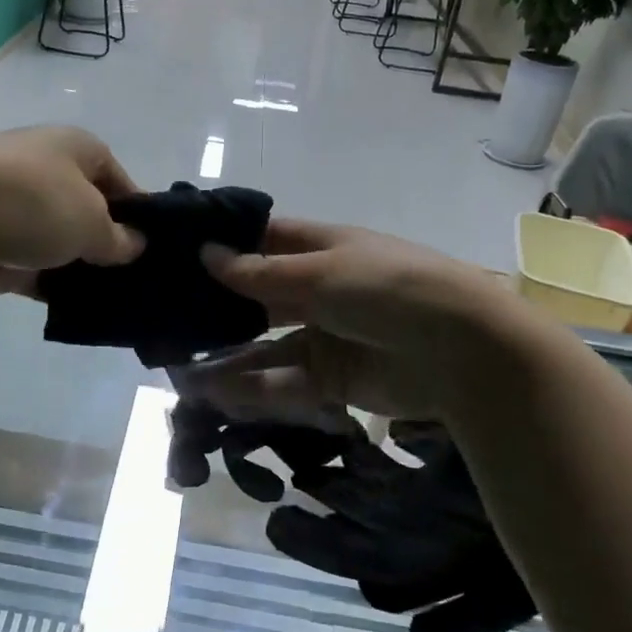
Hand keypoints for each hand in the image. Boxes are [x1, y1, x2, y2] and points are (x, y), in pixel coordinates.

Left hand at [0, 127, 144, 302]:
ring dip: (86, 273)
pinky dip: (57, 291)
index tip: (160, 251)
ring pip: (64, 249)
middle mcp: (48, 178)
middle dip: (113, 248)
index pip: (120, 182)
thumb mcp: (90, 219)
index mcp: (76, 151)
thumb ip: (117, 238)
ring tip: (125, 306)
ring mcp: (19, 218)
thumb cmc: (28, 200)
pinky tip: (87, 314)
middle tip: (147, 285)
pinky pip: (38, 275)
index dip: (141, 215)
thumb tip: (135, 245)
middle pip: (90, 216)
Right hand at [187, 220, 530, 422]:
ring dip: (227, 356)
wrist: (464, 352)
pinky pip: (283, 380)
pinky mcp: (332, 379)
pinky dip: (250, 387)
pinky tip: (213, 392)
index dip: (224, 245)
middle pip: (258, 295)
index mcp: (322, 248)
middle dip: (218, 307)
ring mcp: (325, 334)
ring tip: (179, 369)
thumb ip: (261, 272)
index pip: (263, 239)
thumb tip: (206, 254)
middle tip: (166, 317)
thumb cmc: (389, 289)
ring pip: (264, 344)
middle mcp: (320, 288)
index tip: (176, 254)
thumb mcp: (321, 272)